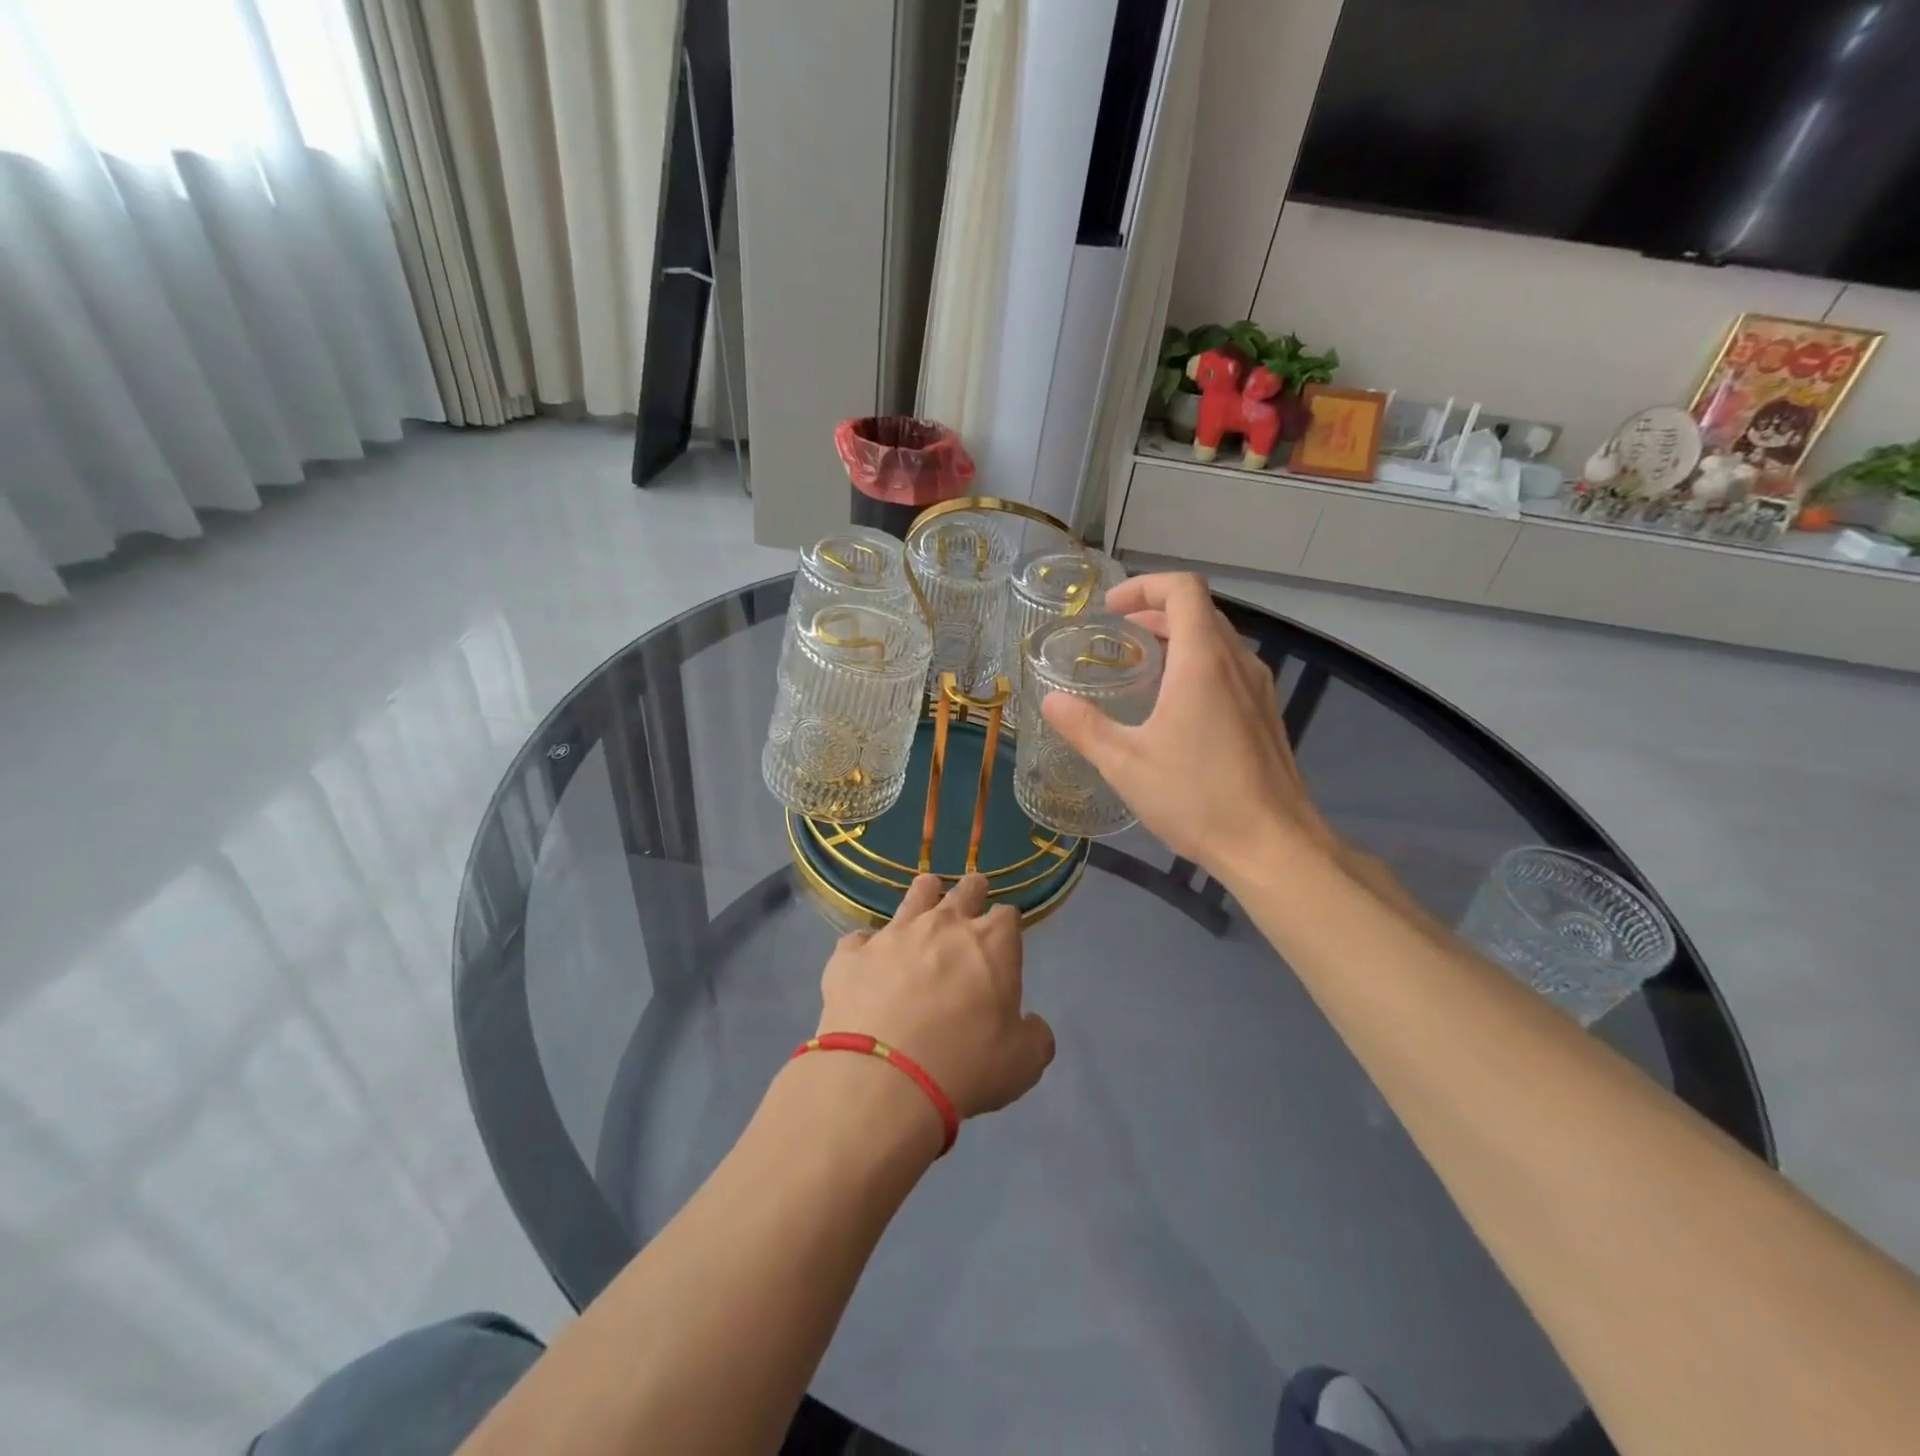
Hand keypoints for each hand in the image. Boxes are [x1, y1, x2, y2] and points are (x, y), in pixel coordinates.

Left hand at [817, 874, 1054, 1119]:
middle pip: (963, 892)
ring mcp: (893, 935)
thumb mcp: (1022, 1064)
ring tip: (926, 889)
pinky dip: (866, 947)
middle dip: (972, 890)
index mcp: (991, 944)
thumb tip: (1032, 1024)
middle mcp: (943, 925)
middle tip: (974, 888)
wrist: (883, 1078)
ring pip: (913, 898)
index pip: (1007, 916)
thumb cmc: (965, 1066)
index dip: (1006, 924)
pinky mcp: (851, 954)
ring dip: (923, 894)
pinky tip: (865, 957)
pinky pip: (859, 939)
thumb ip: (1035, 1037)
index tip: (1005, 932)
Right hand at [1040, 571, 1335, 882]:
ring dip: (1179, 637)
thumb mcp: (1126, 763)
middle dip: (1156, 610)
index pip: (1183, 589)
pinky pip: (1230, 667)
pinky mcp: (1266, 714)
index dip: (1144, 586)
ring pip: (1218, 639)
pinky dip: (1198, 663)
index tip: (1112, 610)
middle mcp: (1237, 663)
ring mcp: (1258, 689)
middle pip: (1200, 610)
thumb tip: (1051, 700)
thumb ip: (1085, 727)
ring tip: (1142, 665)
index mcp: (1202, 661)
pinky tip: (1176, 705)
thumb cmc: (1197, 797)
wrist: (1272, 845)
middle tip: (1118, 634)